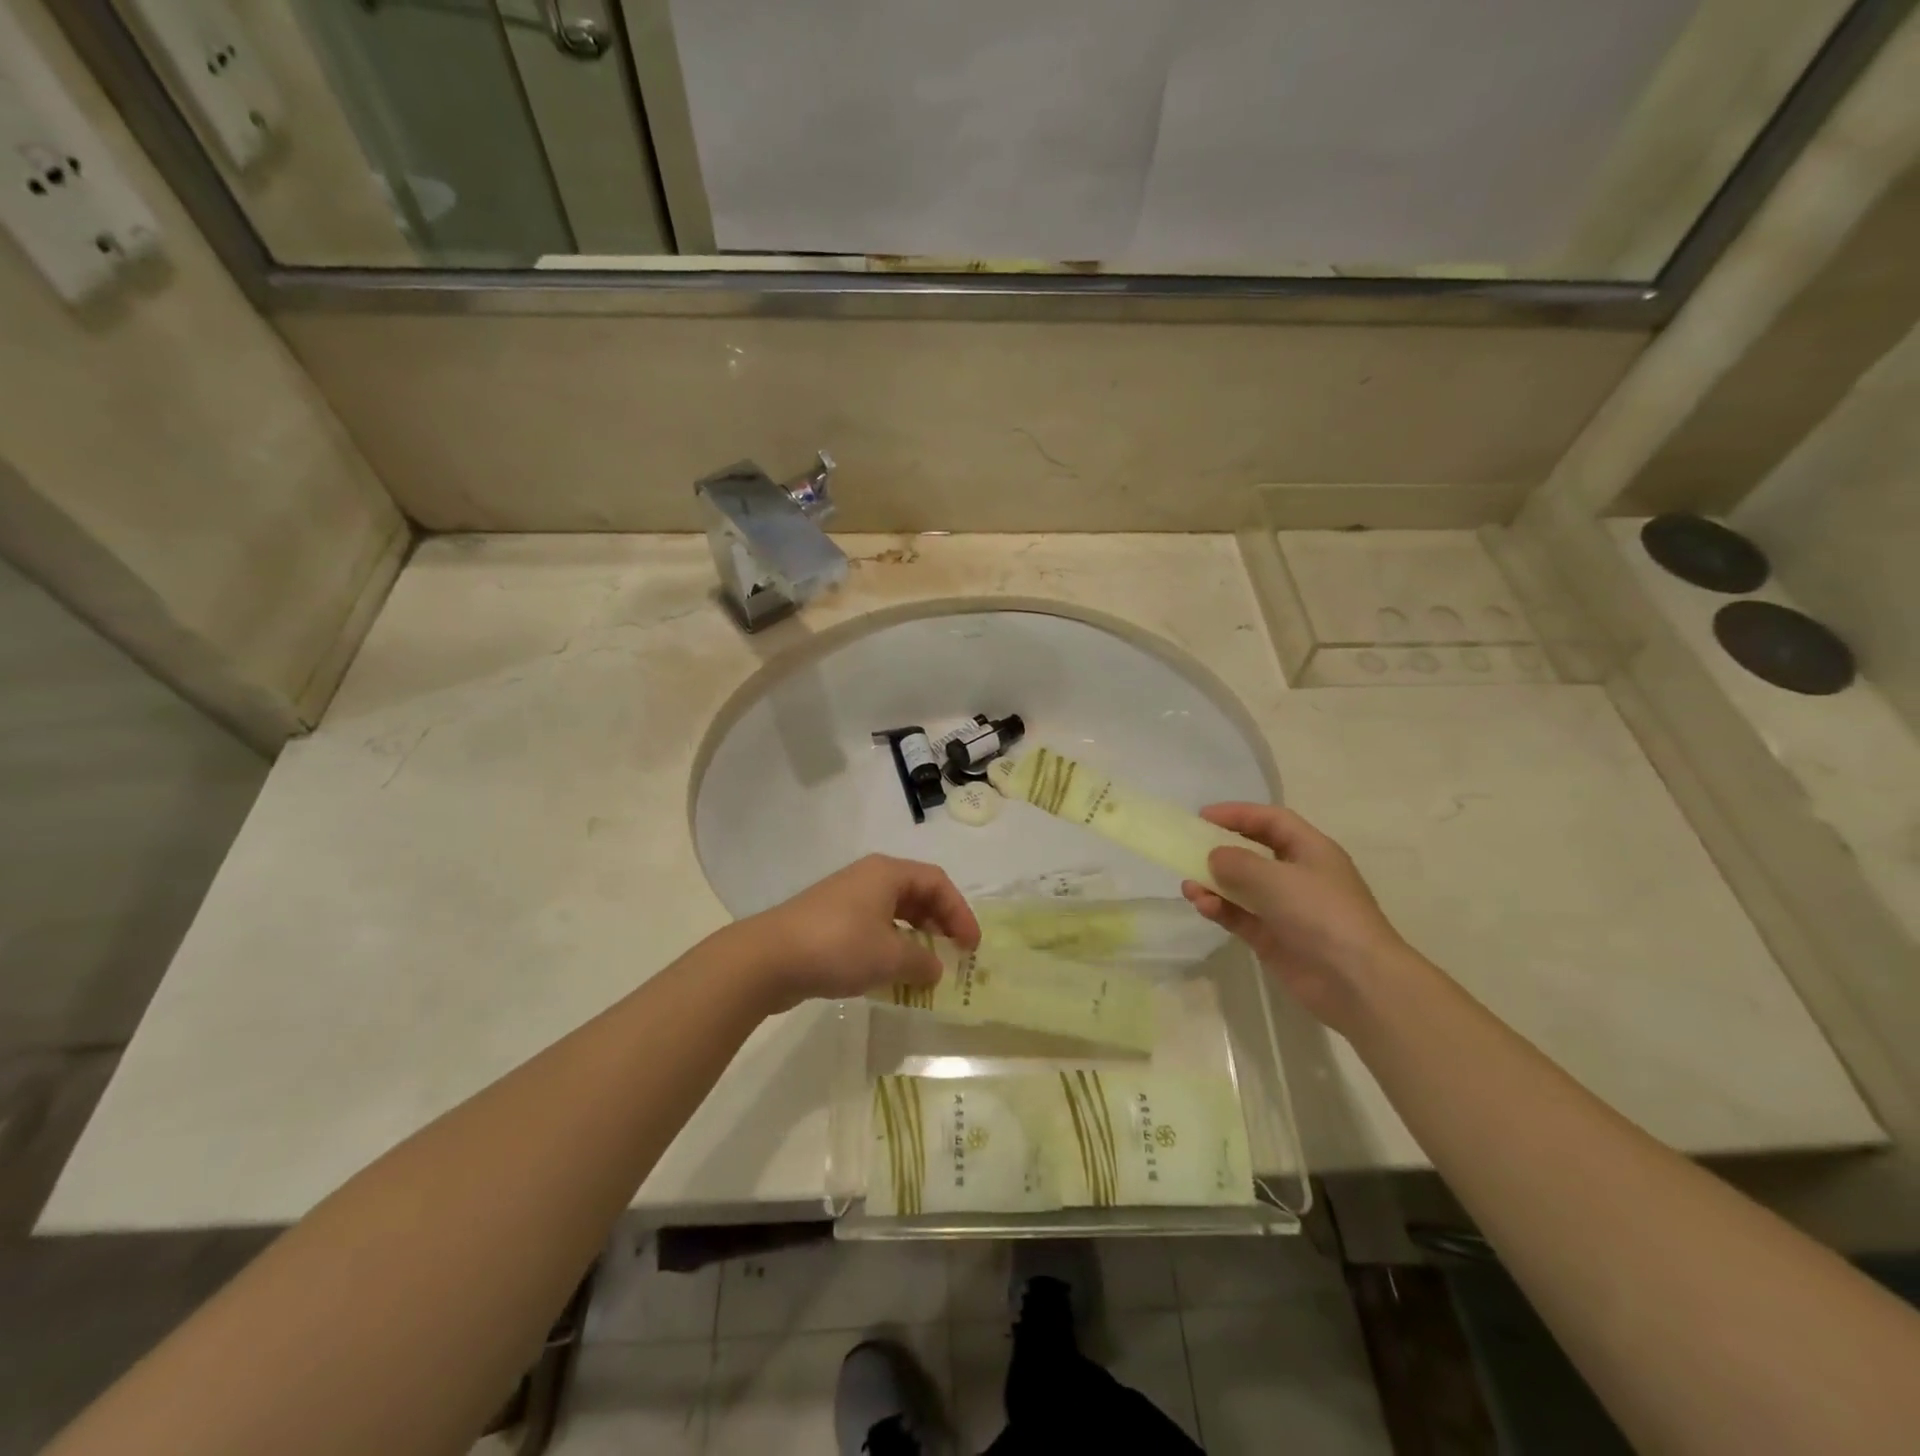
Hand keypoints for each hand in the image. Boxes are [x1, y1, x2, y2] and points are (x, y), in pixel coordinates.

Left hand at [740, 855, 980, 1011]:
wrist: (768, 959)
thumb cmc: (838, 947)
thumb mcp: (889, 957)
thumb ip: (921, 962)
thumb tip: (936, 968)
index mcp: (887, 873)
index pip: (937, 883)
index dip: (960, 912)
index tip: (971, 947)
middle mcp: (868, 878)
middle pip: (916, 894)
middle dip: (939, 923)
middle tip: (953, 953)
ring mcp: (846, 899)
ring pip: (894, 912)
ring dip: (915, 938)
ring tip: (926, 966)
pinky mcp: (829, 921)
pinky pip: (873, 927)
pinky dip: (890, 946)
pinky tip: (891, 973)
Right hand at [1181, 803, 1411, 1034]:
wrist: (1356, 982)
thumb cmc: (1322, 914)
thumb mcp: (1276, 878)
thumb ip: (1238, 862)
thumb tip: (1214, 856)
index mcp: (1311, 851)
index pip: (1271, 821)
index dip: (1238, 814)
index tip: (1202, 816)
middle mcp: (1299, 876)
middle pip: (1254, 852)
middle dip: (1221, 850)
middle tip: (1188, 850)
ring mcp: (1286, 909)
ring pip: (1242, 887)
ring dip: (1214, 884)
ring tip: (1189, 887)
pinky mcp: (1274, 939)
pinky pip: (1240, 916)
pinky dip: (1221, 910)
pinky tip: (1203, 906)